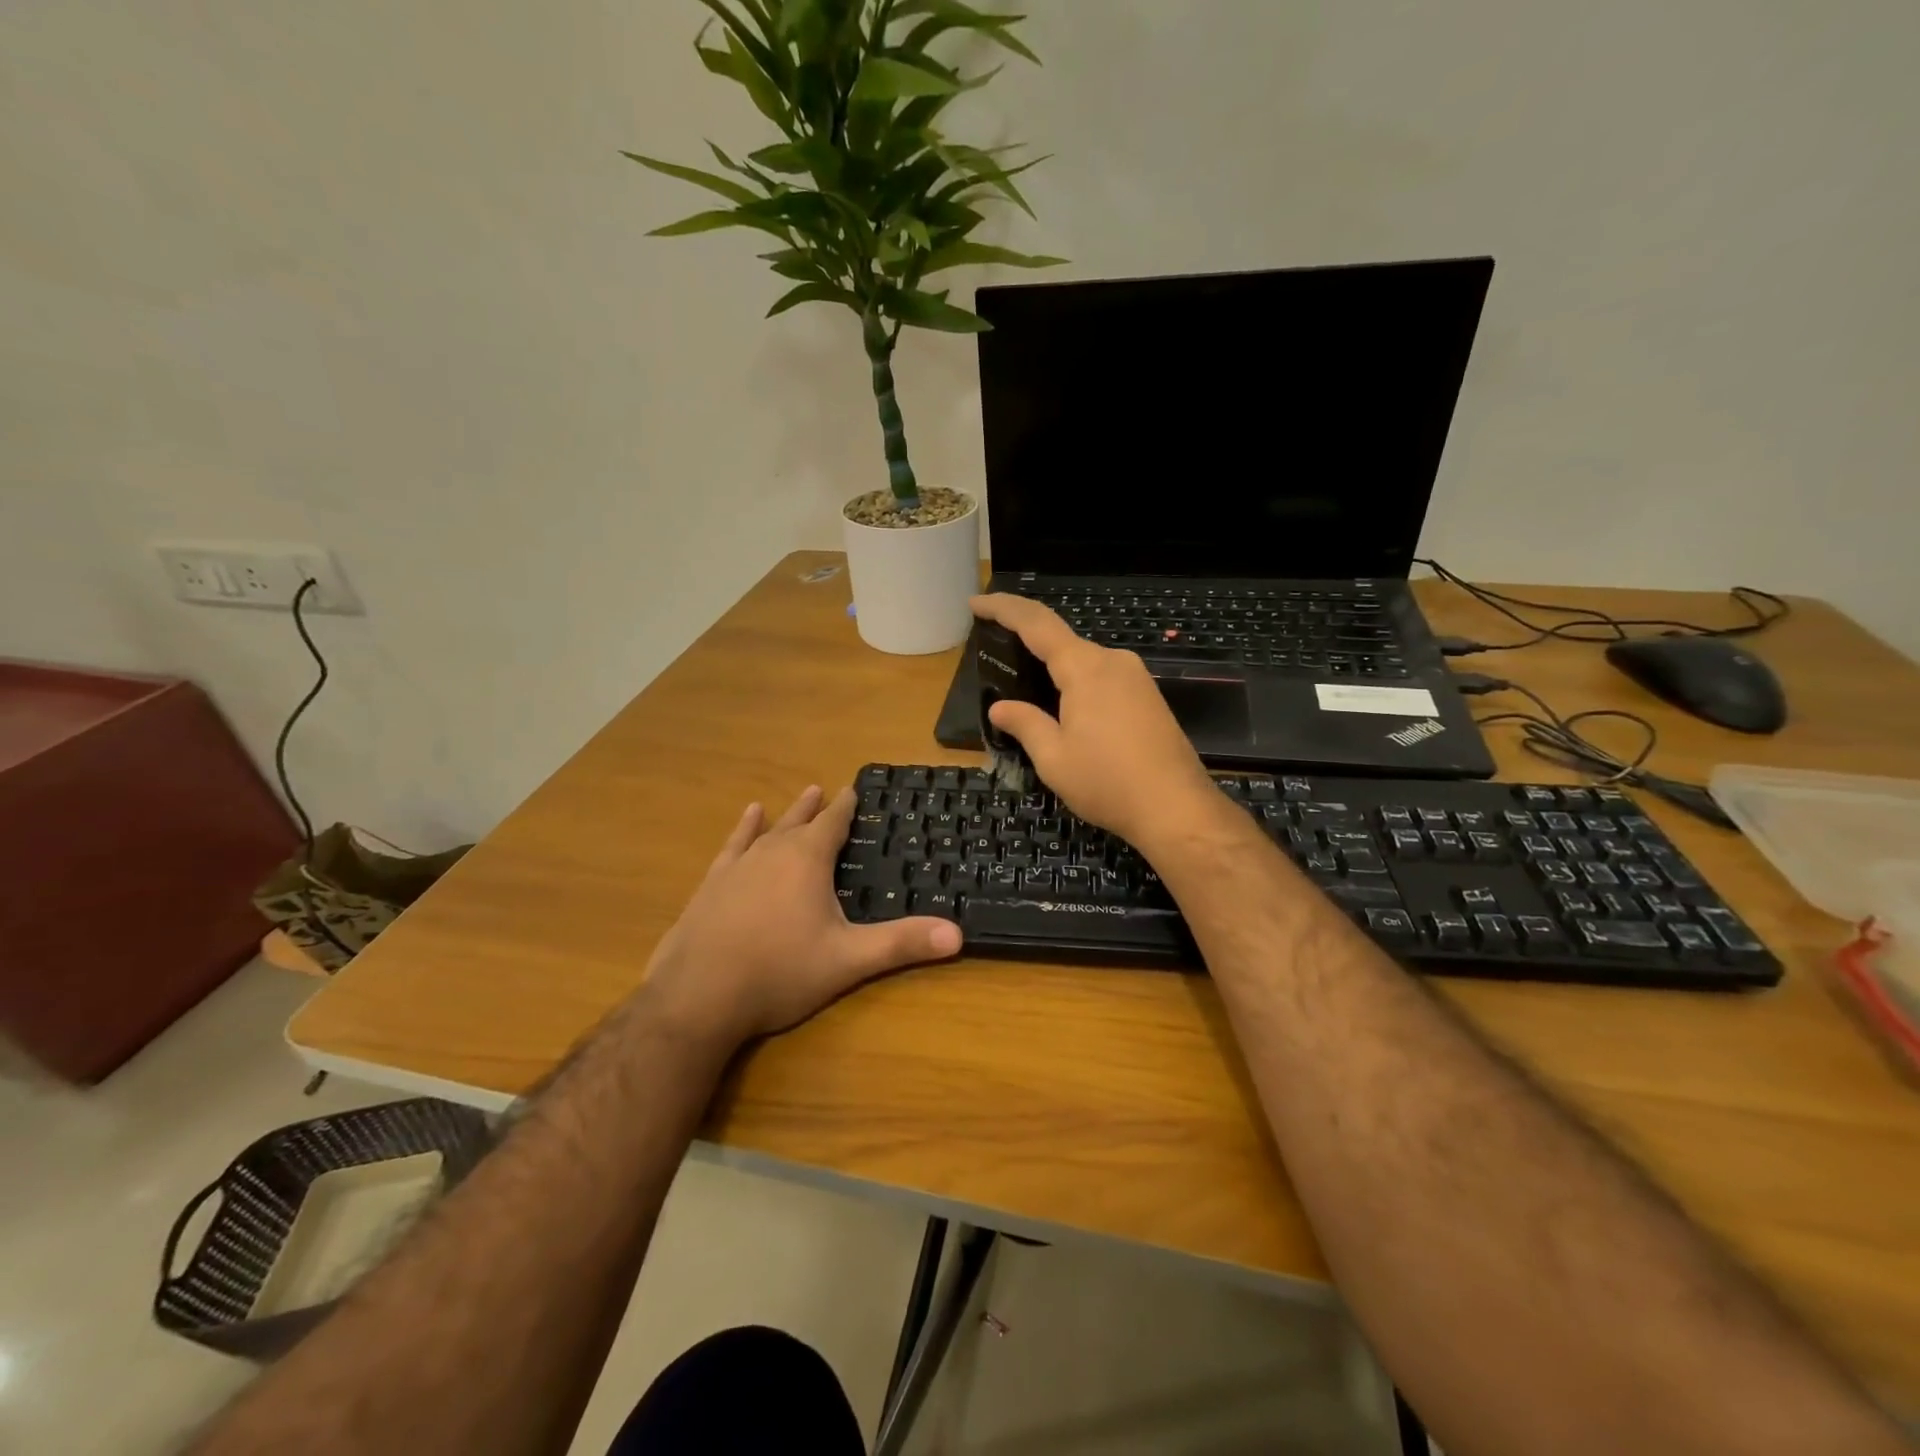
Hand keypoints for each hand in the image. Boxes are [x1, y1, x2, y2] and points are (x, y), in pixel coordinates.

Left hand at [640, 785, 961, 1046]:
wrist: (697, 996)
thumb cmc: (780, 972)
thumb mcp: (848, 960)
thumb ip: (902, 944)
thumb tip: (958, 935)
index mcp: (808, 860)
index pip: (834, 823)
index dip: (847, 807)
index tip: (854, 789)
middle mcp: (772, 852)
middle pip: (800, 821)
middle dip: (817, 808)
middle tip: (825, 789)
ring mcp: (738, 866)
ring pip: (767, 830)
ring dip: (784, 815)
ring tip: (795, 797)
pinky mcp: (711, 885)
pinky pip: (732, 847)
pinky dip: (743, 830)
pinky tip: (746, 820)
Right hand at [971, 594, 1222, 848]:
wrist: (1177, 808)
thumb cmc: (1108, 782)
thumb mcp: (1053, 758)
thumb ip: (1025, 724)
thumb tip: (1000, 707)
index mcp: (1084, 668)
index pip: (1036, 623)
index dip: (1003, 608)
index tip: (976, 603)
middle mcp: (1113, 661)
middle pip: (1061, 640)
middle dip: (1027, 643)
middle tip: (997, 657)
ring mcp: (1136, 677)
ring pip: (1084, 661)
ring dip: (1053, 668)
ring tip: (1027, 690)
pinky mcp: (1149, 696)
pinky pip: (1102, 677)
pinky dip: (1076, 683)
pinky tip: (1066, 708)